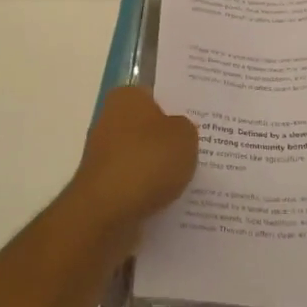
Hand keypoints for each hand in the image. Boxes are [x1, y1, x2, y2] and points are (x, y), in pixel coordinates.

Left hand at [65, 87, 198, 237]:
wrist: (107, 212)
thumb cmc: (147, 161)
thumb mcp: (185, 135)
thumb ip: (186, 127)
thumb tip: (177, 133)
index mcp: (127, 98)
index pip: (157, 95)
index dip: (178, 106)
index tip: (199, 121)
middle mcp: (110, 121)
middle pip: (149, 127)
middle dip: (169, 140)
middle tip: (202, 150)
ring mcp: (104, 155)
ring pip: (143, 157)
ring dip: (161, 168)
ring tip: (193, 179)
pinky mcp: (104, 186)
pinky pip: (136, 183)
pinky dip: (151, 190)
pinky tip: (173, 200)